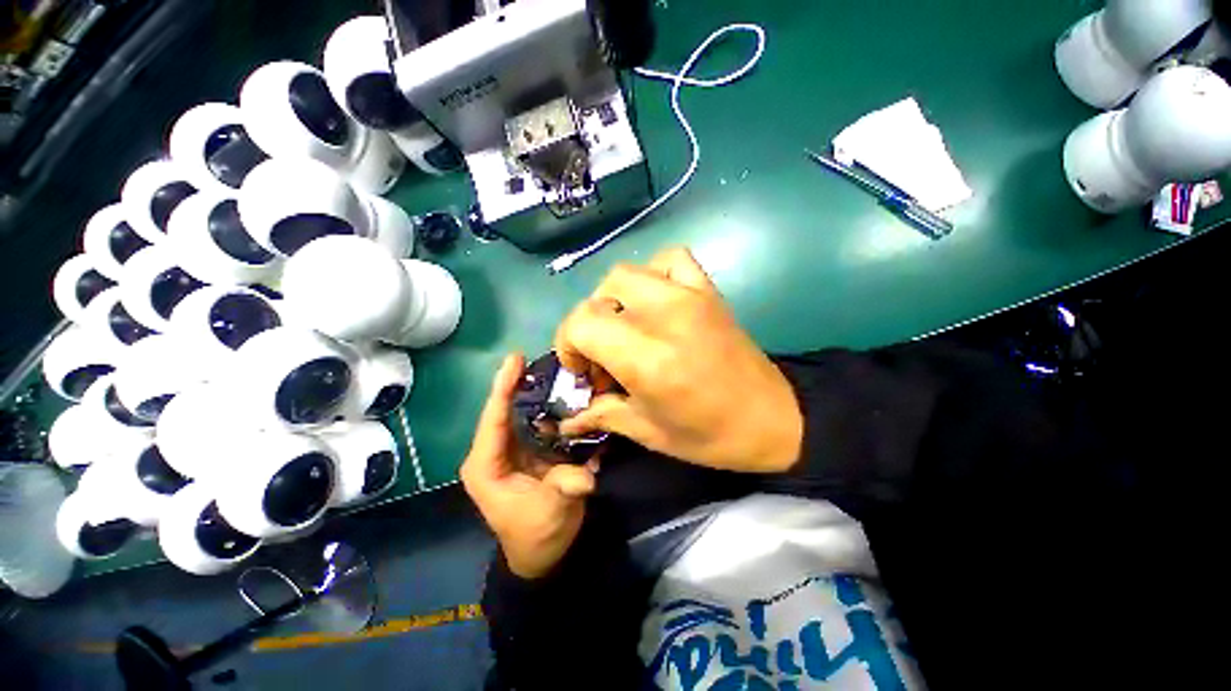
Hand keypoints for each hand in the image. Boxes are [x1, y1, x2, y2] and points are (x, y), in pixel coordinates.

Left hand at [460, 354, 597, 579]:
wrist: (544, 554)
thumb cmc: (538, 534)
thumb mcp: (551, 512)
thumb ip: (566, 487)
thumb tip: (587, 473)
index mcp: (487, 465)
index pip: (494, 419)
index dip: (503, 387)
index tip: (515, 359)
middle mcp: (494, 452)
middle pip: (505, 410)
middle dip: (520, 383)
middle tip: (541, 359)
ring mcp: (511, 450)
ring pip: (520, 414)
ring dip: (535, 392)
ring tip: (555, 369)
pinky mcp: (527, 451)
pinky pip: (535, 423)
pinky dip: (547, 408)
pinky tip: (563, 393)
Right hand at [555, 248, 802, 473]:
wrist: (775, 419)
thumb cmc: (710, 435)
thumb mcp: (648, 432)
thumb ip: (601, 414)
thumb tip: (566, 418)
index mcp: (647, 358)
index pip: (581, 322)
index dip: (568, 344)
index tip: (581, 371)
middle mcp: (664, 317)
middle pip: (598, 296)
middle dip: (587, 327)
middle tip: (602, 357)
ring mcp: (689, 296)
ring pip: (625, 274)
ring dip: (611, 300)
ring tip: (624, 328)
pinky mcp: (708, 291)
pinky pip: (670, 259)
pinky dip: (652, 274)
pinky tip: (655, 301)